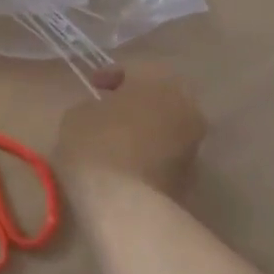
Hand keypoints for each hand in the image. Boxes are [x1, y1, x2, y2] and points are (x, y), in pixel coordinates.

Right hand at [54, 65, 206, 195]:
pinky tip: (128, 161)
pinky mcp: (192, 176)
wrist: (125, 205)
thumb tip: (107, 113)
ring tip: (118, 137)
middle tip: (110, 108)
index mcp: (159, 81)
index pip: (136, 68)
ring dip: (147, 126)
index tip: (93, 86)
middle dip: (136, 100)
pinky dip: (152, 151)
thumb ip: (97, 105)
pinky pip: (168, 152)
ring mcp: (194, 143)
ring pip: (168, 124)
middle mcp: (185, 106)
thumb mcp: (79, 114)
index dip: (111, 75)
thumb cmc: (97, 146)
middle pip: (159, 95)